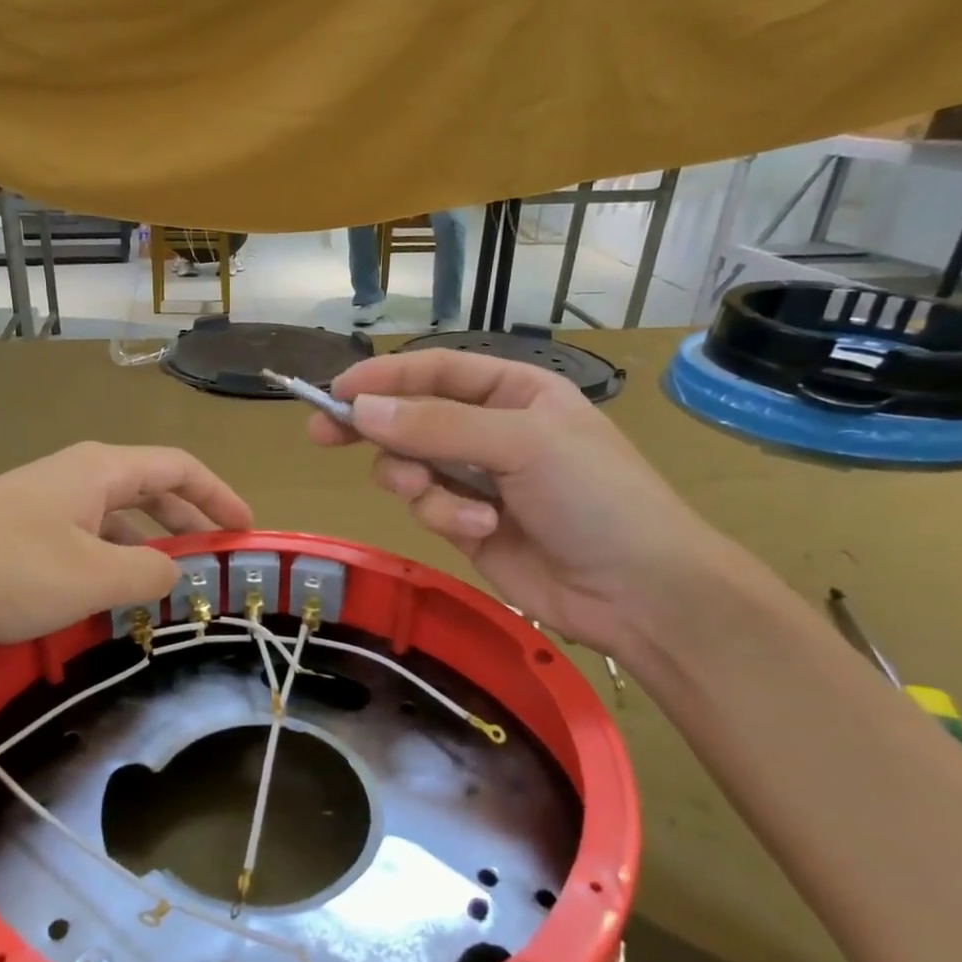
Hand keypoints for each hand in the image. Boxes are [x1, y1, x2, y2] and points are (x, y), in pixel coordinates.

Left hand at [0, 442, 252, 650]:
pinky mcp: (17, 528)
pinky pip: (83, 535)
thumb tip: (175, 570)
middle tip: (215, 556)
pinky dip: (111, 557)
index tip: (246, 529)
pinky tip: (109, 592)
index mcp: (100, 470)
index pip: (179, 468)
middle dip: (188, 520)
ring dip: (148, 544)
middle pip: (149, 488)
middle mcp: (74, 474)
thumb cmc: (8, 573)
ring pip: (114, 516)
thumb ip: (150, 574)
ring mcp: (42, 500)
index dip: (219, 495)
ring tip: (168, 583)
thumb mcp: (94, 579)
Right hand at [308, 351, 727, 654]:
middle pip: (411, 418)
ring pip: (411, 467)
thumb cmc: (594, 496)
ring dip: (418, 482)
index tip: (335, 393)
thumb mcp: (520, 444)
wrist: (637, 590)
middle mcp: (490, 430)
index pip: (435, 371)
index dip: (384, 377)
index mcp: (513, 391)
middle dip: (375, 429)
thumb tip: (361, 410)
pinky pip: (429, 508)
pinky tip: (480, 528)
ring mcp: (477, 480)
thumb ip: (437, 426)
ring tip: (442, 498)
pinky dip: (445, 516)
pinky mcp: (467, 524)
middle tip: (323, 436)